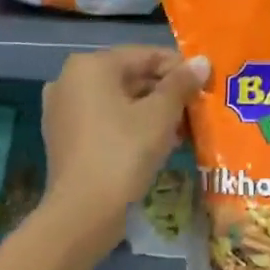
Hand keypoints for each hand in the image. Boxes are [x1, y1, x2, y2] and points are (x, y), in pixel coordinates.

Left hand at [42, 48, 205, 234]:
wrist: (82, 214)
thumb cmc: (123, 154)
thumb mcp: (160, 116)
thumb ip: (181, 84)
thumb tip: (202, 61)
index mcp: (90, 66)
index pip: (146, 55)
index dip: (180, 68)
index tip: (207, 85)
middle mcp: (70, 80)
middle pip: (131, 77)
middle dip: (167, 93)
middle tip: (198, 110)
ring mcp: (63, 110)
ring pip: (119, 101)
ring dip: (152, 112)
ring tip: (184, 130)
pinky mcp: (64, 137)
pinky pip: (104, 120)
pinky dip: (130, 126)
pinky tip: (158, 144)